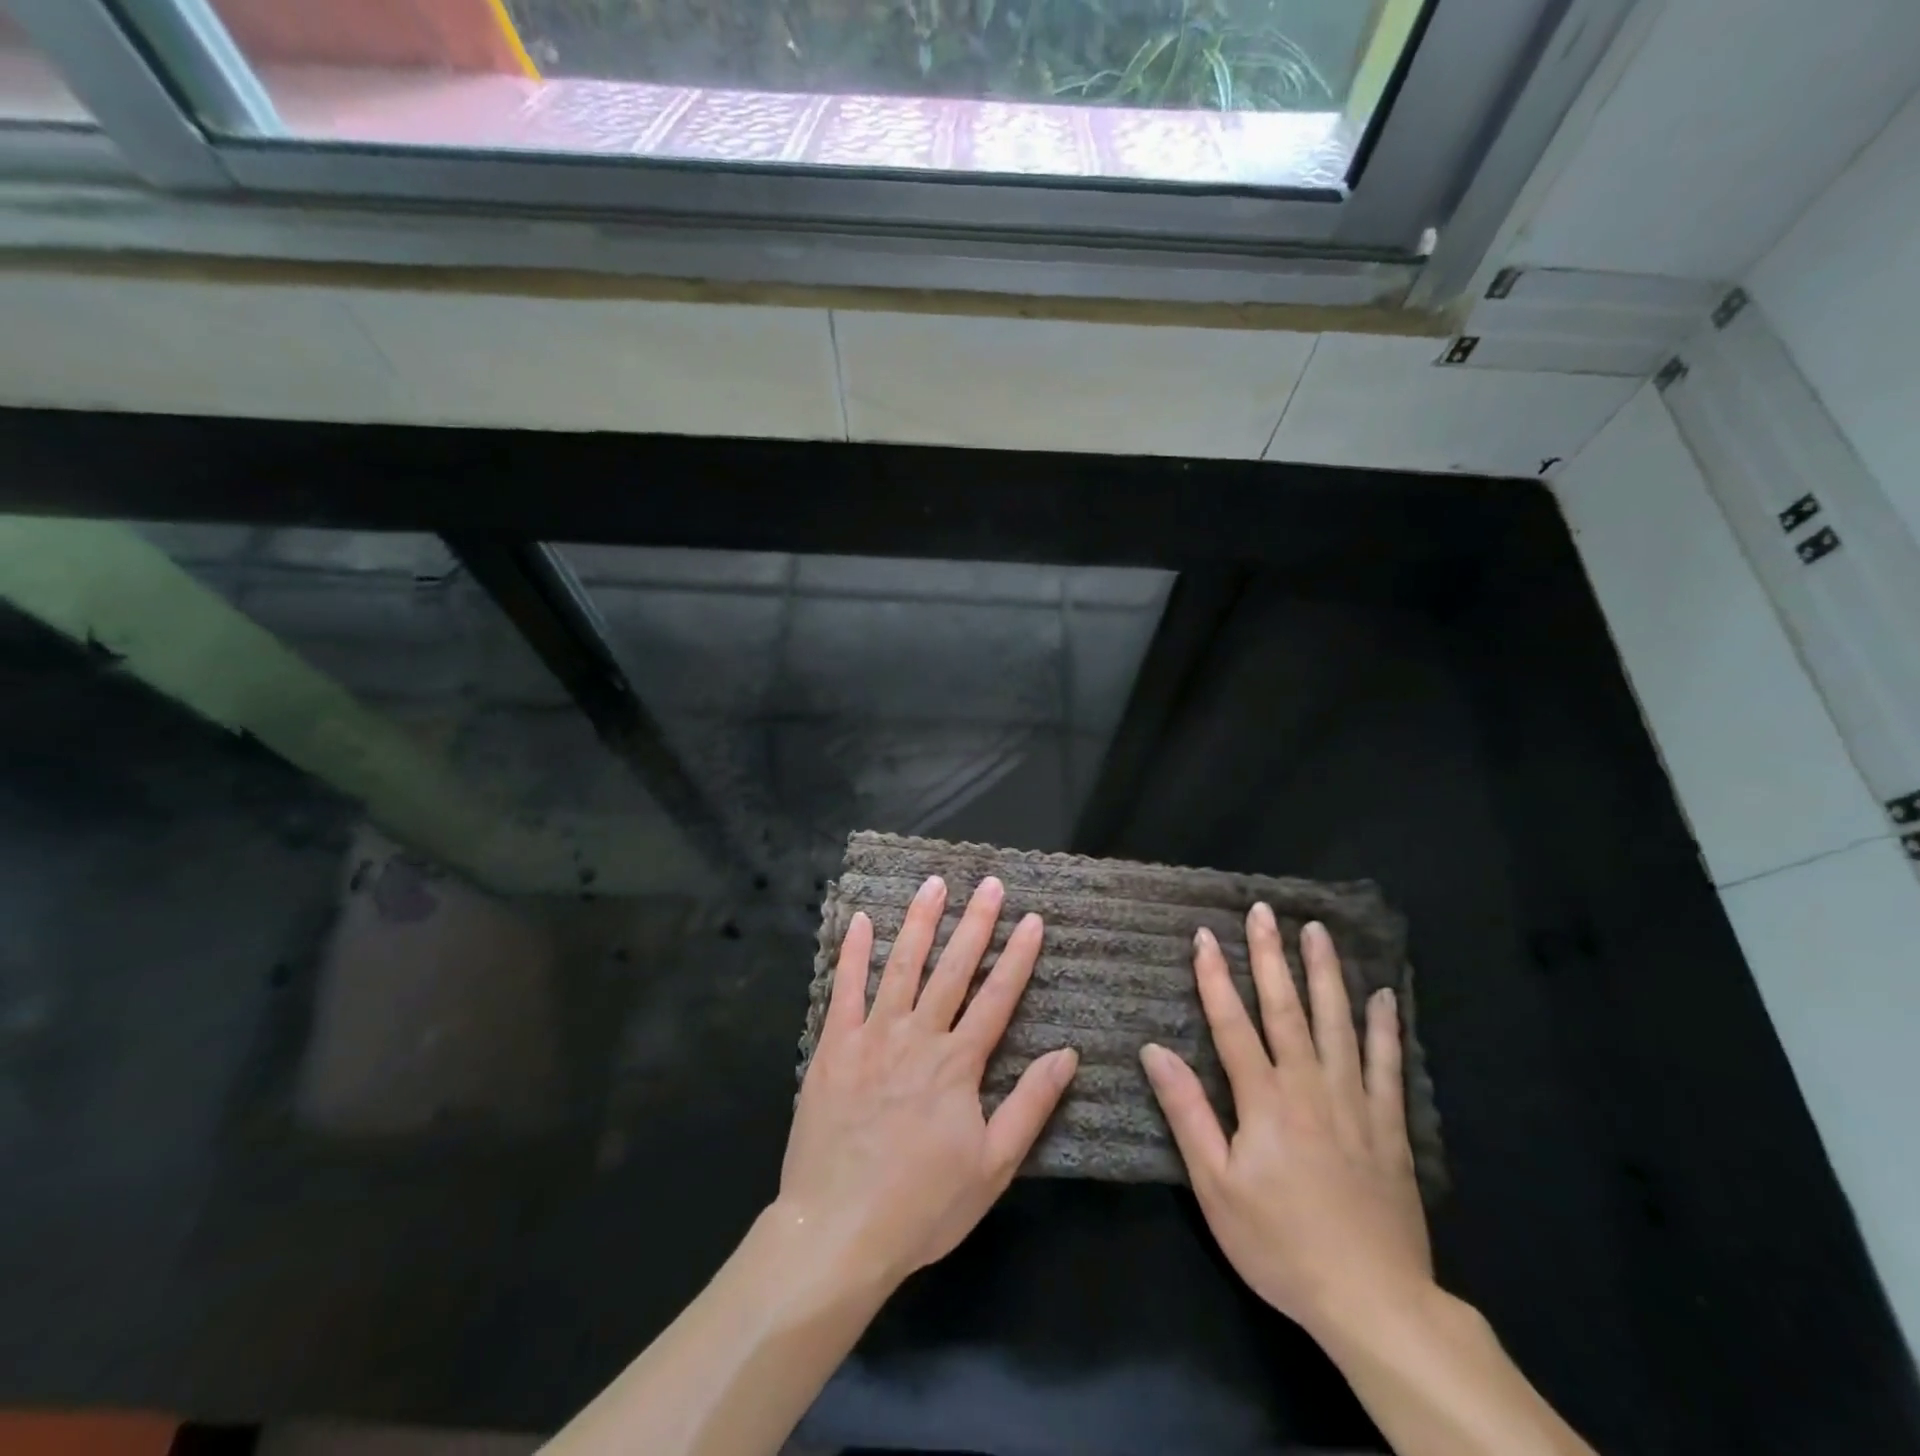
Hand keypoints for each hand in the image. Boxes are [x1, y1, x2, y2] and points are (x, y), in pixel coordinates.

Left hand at [779, 874, 1078, 1289]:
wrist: (838, 1230)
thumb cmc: (923, 1205)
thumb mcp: (993, 1167)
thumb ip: (1030, 1105)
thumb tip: (1067, 1055)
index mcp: (958, 1064)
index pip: (997, 997)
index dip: (1018, 956)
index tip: (1032, 919)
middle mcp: (919, 1037)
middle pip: (953, 969)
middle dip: (975, 922)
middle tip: (990, 883)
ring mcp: (873, 1036)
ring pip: (902, 966)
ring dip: (920, 922)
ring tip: (933, 884)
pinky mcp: (833, 1046)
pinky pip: (845, 989)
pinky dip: (853, 952)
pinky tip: (860, 919)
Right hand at [1140, 904, 1432, 1341]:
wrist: (1373, 1302)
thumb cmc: (1279, 1243)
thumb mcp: (1215, 1186)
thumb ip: (1187, 1112)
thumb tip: (1154, 1050)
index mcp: (1264, 1099)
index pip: (1233, 1023)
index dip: (1216, 976)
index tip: (1204, 935)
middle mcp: (1310, 1086)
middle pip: (1287, 1008)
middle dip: (1271, 956)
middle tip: (1264, 911)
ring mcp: (1354, 1102)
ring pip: (1338, 1023)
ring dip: (1325, 973)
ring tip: (1318, 931)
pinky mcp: (1389, 1127)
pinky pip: (1388, 1065)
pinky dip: (1385, 1027)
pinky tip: (1383, 995)